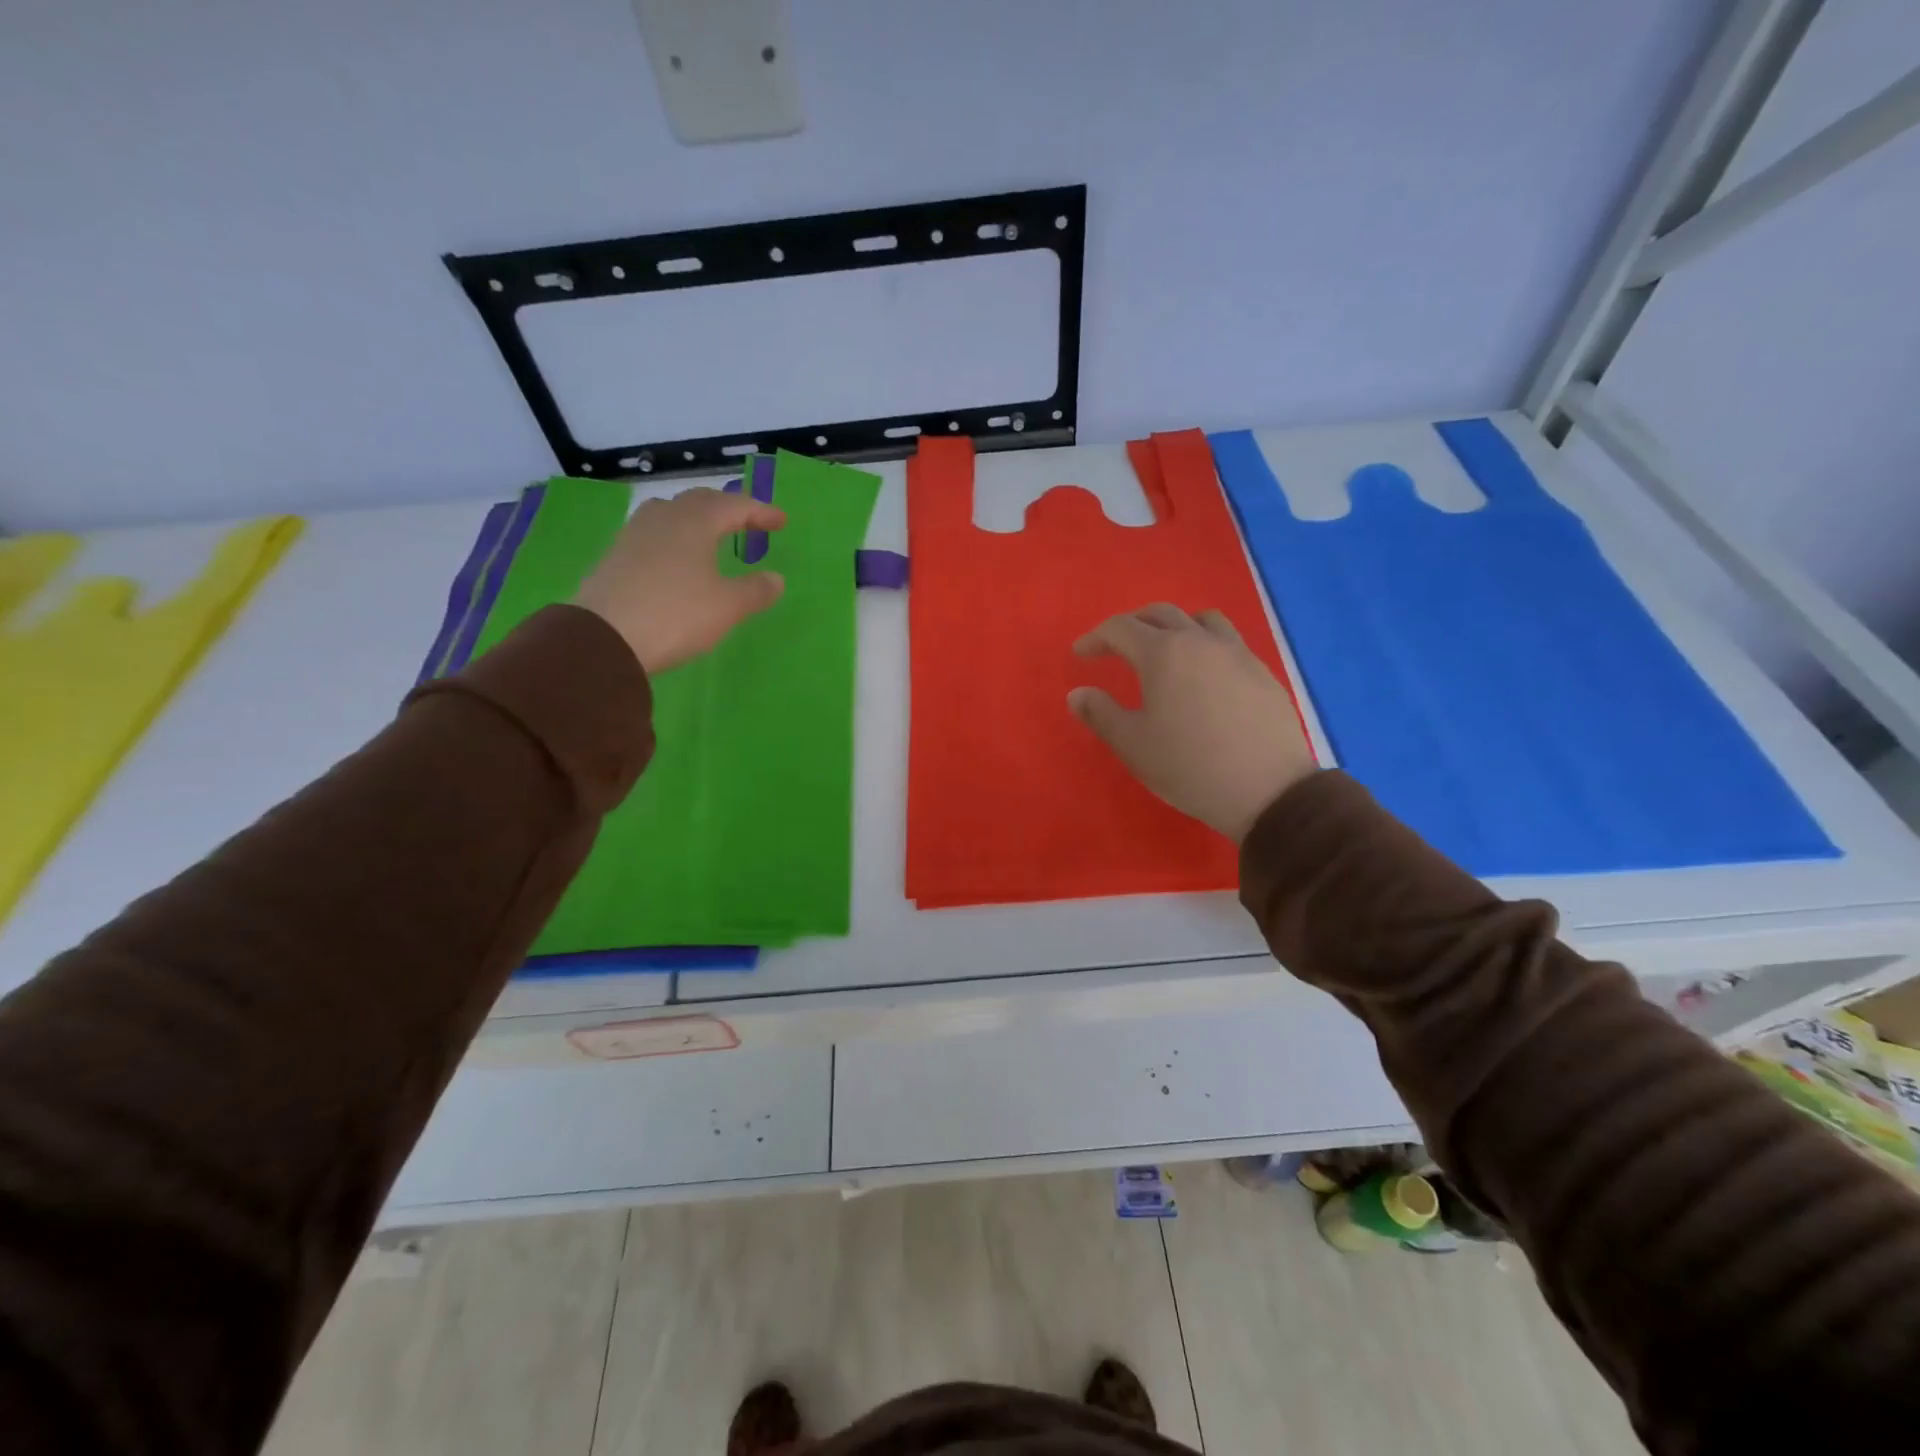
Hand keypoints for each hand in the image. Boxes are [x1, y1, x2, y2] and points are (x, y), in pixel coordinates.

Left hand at [573, 487, 786, 674]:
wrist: (603, 638)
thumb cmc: (675, 615)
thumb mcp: (726, 607)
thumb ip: (755, 590)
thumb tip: (776, 579)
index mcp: (695, 522)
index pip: (734, 506)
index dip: (760, 512)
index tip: (781, 521)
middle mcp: (663, 518)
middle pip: (700, 501)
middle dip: (728, 509)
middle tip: (748, 521)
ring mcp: (634, 535)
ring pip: (671, 513)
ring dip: (696, 518)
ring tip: (710, 533)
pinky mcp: (615, 556)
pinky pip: (653, 534)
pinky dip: (674, 537)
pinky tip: (676, 557)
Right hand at [1068, 604, 1314, 841]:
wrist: (1267, 789)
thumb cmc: (1188, 766)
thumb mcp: (1133, 745)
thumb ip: (1100, 714)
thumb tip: (1077, 694)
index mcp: (1163, 653)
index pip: (1121, 628)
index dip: (1095, 637)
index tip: (1080, 654)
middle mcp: (1200, 641)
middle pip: (1161, 613)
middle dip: (1132, 624)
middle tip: (1115, 647)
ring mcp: (1237, 653)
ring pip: (1201, 620)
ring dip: (1175, 626)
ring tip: (1165, 650)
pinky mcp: (1262, 672)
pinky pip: (1228, 642)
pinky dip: (1205, 645)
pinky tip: (1204, 676)